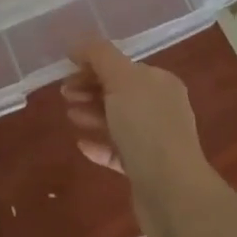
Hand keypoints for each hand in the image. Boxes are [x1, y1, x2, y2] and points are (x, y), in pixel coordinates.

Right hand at [62, 38, 221, 236]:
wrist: (172, 192)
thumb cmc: (146, 127)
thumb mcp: (121, 79)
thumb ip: (100, 55)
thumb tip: (79, 45)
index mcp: (160, 82)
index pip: (122, 66)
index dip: (93, 66)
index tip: (67, 72)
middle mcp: (161, 107)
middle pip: (119, 92)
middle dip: (90, 90)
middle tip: (64, 95)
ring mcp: (155, 140)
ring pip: (117, 121)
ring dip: (92, 115)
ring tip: (70, 117)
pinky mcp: (146, 169)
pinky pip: (118, 151)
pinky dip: (99, 144)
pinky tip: (81, 145)